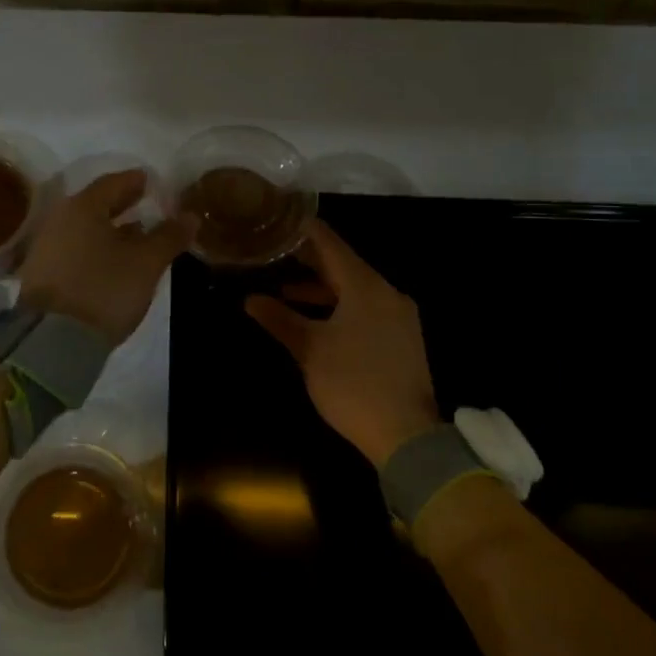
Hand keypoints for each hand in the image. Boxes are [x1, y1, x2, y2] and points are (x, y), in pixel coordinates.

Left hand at [19, 170, 196, 345]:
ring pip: (84, 228)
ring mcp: (46, 247)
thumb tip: (190, 216)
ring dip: (109, 228)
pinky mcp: (41, 273)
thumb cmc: (105, 289)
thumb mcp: (146, 263)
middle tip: (145, 204)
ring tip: (136, 235)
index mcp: (83, 207)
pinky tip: (112, 261)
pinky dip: (94, 247)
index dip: (135, 181)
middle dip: (122, 204)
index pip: (113, 183)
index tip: (152, 182)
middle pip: (95, 204)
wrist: (54, 340)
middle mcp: (59, 219)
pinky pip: (74, 249)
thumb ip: (169, 236)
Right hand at [245, 219, 439, 466]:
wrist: (405, 435)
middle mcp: (387, 293)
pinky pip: (366, 308)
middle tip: (274, 252)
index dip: (304, 231)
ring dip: (321, 288)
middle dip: (309, 260)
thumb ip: (280, 319)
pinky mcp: (401, 338)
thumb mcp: (309, 349)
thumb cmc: (352, 383)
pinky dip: (339, 306)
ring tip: (284, 290)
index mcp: (366, 287)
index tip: (279, 219)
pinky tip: (316, 320)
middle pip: (344, 265)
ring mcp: (398, 316)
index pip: (331, 244)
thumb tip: (249, 299)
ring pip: (355, 289)